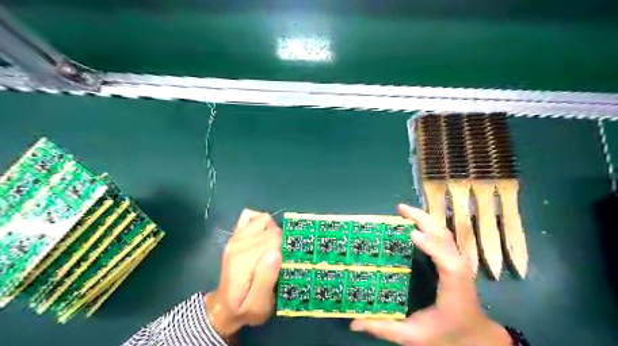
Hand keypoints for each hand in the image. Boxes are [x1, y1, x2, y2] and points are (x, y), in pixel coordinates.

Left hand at [205, 209, 281, 336]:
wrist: (223, 307)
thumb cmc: (244, 308)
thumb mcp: (258, 305)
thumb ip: (266, 279)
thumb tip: (276, 252)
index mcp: (244, 260)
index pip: (274, 239)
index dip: (285, 248)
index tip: (287, 262)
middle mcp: (238, 243)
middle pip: (271, 229)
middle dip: (281, 241)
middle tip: (281, 260)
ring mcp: (236, 237)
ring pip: (265, 220)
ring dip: (273, 231)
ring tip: (273, 248)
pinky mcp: (236, 234)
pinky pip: (252, 216)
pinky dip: (262, 222)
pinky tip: (264, 236)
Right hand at [350, 205, 509, 345]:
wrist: (475, 336)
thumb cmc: (446, 334)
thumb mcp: (413, 336)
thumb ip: (384, 328)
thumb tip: (353, 324)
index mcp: (452, 288)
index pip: (447, 262)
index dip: (432, 245)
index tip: (411, 233)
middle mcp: (458, 269)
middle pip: (445, 237)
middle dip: (424, 219)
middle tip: (400, 209)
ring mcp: (458, 262)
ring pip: (444, 232)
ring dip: (425, 218)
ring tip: (404, 211)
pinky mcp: (454, 259)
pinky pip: (442, 236)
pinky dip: (428, 224)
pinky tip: (414, 222)